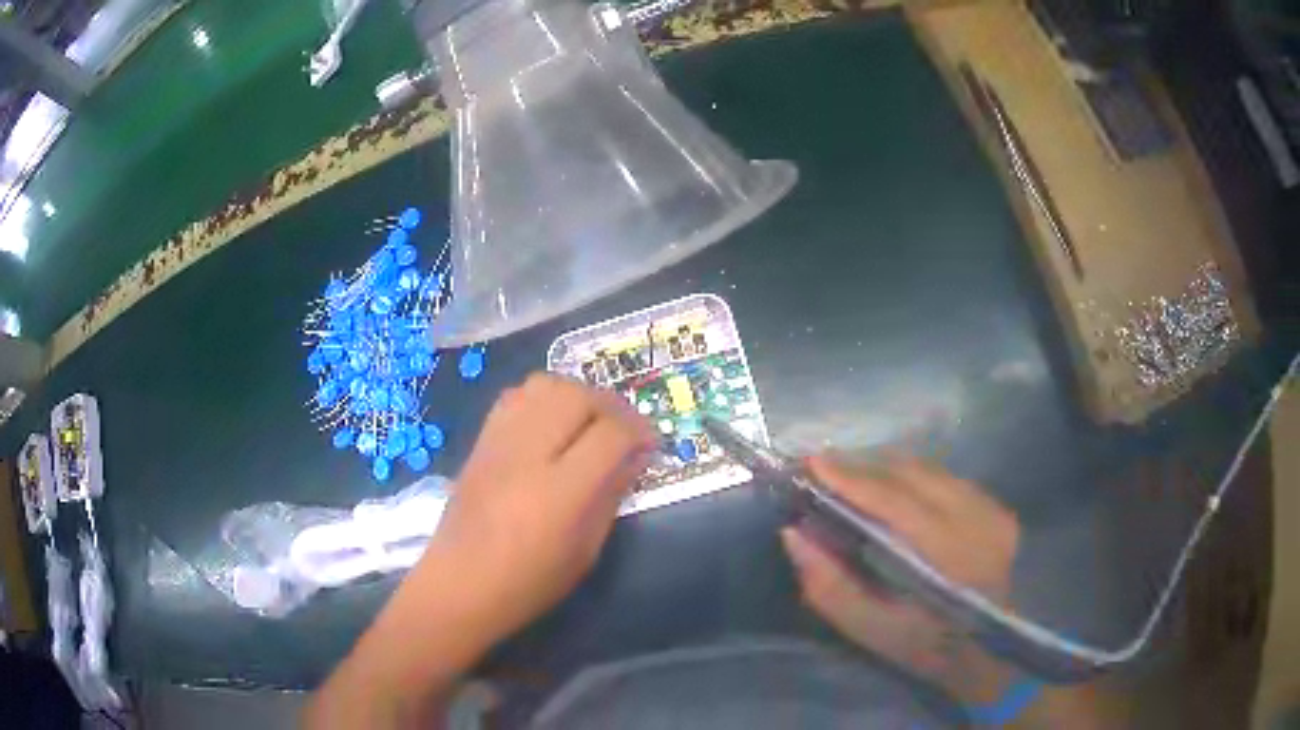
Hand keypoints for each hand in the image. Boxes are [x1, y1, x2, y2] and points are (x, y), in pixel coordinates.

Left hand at [413, 373, 655, 647]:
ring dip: (576, 394)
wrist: (459, 585)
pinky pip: (516, 394)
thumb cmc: (529, 583)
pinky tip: (551, 424)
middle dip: (610, 405)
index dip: (640, 431)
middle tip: (624, 429)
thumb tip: (635, 457)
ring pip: (544, 383)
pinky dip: (543, 397)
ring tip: (588, 421)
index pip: (611, 433)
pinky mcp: (481, 440)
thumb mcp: (585, 551)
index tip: (650, 445)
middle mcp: (528, 454)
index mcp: (560, 492)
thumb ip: (611, 495)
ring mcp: (499, 442)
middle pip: (577, 395)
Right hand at [780, 454, 1019, 704]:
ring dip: (886, 469)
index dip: (853, 479)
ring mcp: (992, 511)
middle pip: (913, 475)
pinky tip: (891, 489)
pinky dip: (912, 477)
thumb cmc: (923, 645)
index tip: (812, 464)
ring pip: (930, 471)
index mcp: (951, 559)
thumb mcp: (869, 629)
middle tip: (822, 469)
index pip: (897, 503)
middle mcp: (977, 523)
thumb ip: (828, 585)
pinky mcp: (997, 506)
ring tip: (850, 476)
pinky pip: (945, 478)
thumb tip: (794, 532)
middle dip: (863, 467)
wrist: (987, 649)